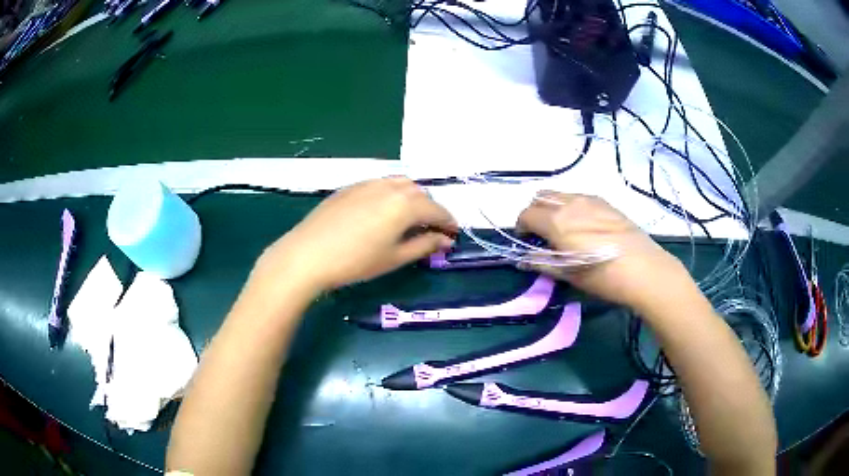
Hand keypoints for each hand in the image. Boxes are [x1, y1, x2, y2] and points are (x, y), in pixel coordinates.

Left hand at [254, 177, 456, 295]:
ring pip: (400, 184)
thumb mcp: (395, 258)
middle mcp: (390, 186)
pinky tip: (383, 212)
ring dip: (412, 199)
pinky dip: (392, 195)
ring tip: (408, 220)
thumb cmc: (355, 262)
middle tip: (431, 231)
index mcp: (406, 204)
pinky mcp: (351, 187)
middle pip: (421, 193)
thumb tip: (446, 240)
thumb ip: (424, 245)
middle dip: (431, 210)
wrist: (307, 254)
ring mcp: (368, 183)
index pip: (437, 209)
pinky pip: (381, 184)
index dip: (448, 223)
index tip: (453, 235)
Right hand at [516, 191, 692, 312]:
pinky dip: (571, 205)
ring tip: (562, 228)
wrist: (643, 268)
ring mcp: (589, 199)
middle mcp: (569, 203)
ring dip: (552, 207)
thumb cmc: (602, 276)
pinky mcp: (605, 202)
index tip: (526, 241)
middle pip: (541, 198)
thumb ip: (542, 262)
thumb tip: (523, 258)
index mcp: (556, 221)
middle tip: (541, 233)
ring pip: (560, 194)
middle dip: (535, 212)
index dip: (520, 227)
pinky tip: (583, 224)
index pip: (526, 214)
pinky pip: (578, 196)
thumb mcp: (568, 274)